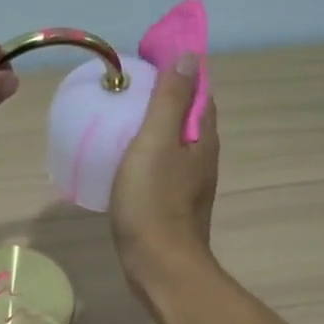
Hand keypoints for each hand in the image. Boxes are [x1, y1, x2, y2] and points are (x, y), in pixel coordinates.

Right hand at [109, 55, 218, 291]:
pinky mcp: (173, 206)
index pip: (199, 92)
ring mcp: (189, 185)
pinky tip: (125, 162)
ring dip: (155, 129)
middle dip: (166, 100)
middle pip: (188, 118)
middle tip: (129, 90)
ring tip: (121, 121)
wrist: (159, 265)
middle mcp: (203, 158)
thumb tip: (190, 57)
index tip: (148, 61)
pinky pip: (162, 169)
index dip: (179, 72)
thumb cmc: (154, 201)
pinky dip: (147, 156)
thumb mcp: (156, 141)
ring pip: (175, 145)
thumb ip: (170, 100)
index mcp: (202, 138)